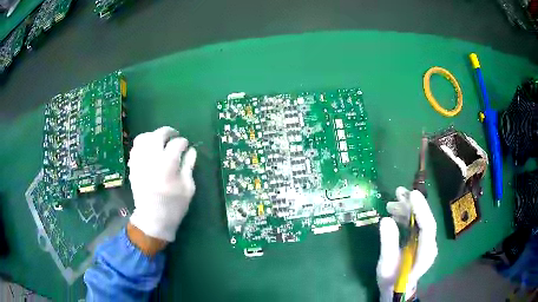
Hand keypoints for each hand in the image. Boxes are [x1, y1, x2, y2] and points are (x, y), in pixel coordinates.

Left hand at [128, 126, 196, 247]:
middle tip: (174, 135)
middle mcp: (151, 161)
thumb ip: (189, 166)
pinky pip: (135, 148)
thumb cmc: (174, 207)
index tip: (186, 145)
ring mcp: (139, 163)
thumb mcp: (188, 188)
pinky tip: (149, 149)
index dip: (183, 142)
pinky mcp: (133, 167)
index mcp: (168, 167)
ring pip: (143, 138)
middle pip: (157, 136)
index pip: (176, 144)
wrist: (153, 219)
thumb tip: (191, 150)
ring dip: (153, 135)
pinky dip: (143, 144)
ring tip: (160, 140)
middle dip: (168, 132)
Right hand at [376, 187, 437, 301]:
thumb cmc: (391, 280)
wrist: (396, 289)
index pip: (428, 227)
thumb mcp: (386, 265)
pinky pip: (416, 223)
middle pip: (425, 219)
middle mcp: (429, 244)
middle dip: (413, 205)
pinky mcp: (420, 240)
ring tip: (392, 202)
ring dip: (408, 208)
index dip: (422, 210)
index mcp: (425, 253)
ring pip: (420, 219)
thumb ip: (388, 244)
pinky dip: (406, 216)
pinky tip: (395, 213)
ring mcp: (426, 241)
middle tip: (398, 192)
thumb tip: (385, 219)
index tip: (412, 194)